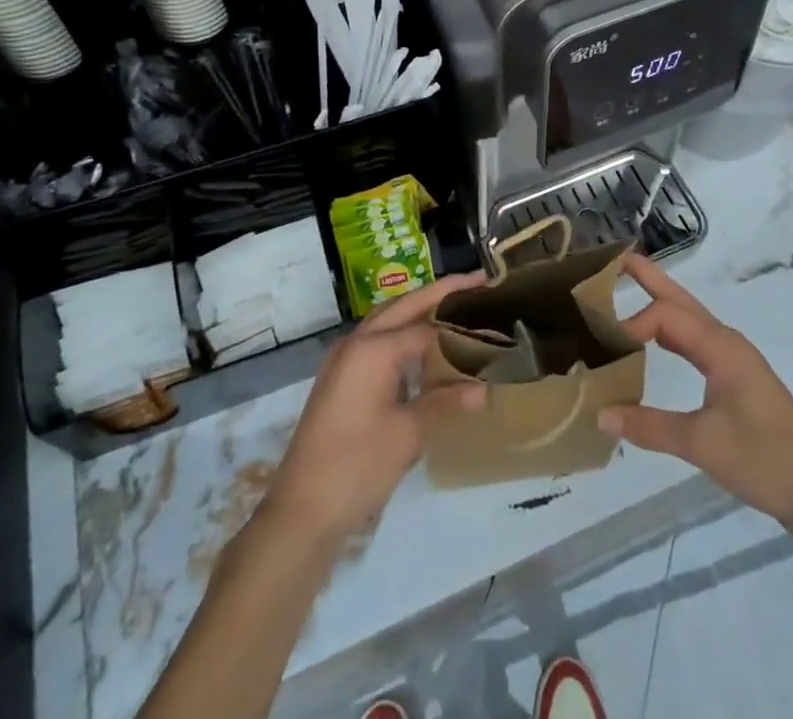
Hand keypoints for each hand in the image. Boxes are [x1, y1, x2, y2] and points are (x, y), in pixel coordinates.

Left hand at [262, 273, 485, 543]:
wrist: (302, 510)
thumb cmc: (358, 466)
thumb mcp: (408, 434)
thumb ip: (445, 403)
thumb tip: (483, 390)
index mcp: (373, 349)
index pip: (425, 324)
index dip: (459, 319)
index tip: (490, 306)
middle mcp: (356, 343)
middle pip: (403, 306)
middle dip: (439, 292)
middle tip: (476, 283)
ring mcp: (344, 360)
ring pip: (387, 320)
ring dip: (418, 311)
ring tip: (454, 309)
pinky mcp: (340, 379)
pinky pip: (376, 342)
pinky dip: (402, 336)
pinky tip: (423, 351)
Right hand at [598, 252, 792, 532]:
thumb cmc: (764, 460)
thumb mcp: (702, 444)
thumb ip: (649, 427)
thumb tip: (600, 414)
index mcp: (721, 347)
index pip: (667, 317)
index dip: (633, 324)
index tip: (604, 345)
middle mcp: (726, 342)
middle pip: (681, 300)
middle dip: (650, 278)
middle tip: (617, 258)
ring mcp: (733, 358)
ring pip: (689, 318)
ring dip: (660, 302)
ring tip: (629, 288)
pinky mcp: (736, 376)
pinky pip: (695, 340)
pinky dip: (671, 331)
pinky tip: (655, 341)